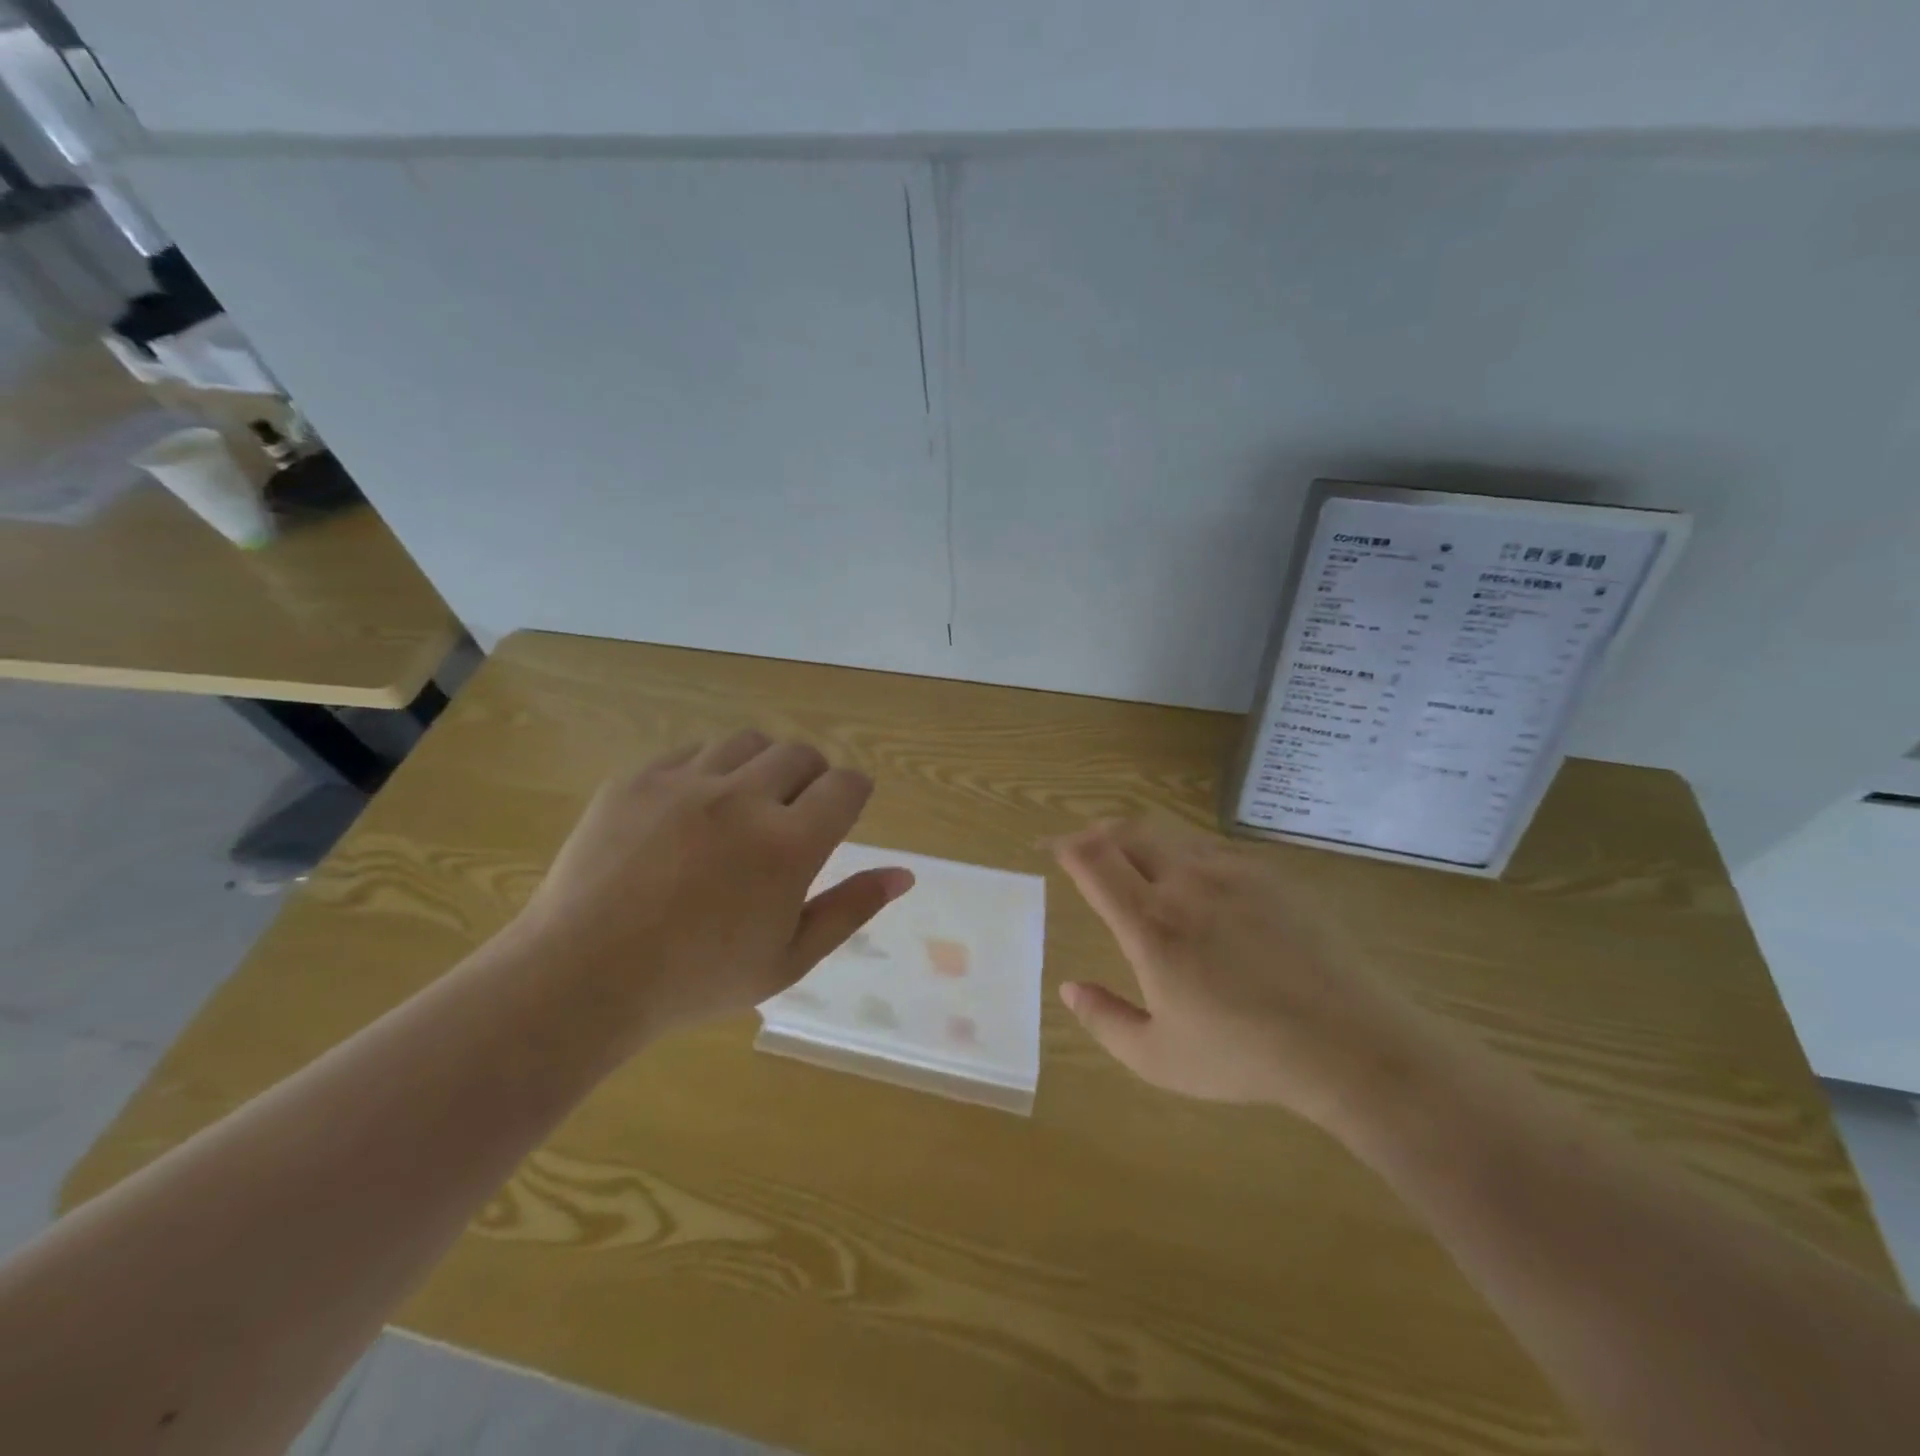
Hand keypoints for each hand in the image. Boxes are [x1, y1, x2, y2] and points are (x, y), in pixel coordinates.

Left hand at [510, 731, 913, 1053]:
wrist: (581, 977)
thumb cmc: (695, 980)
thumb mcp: (788, 959)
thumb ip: (850, 909)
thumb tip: (903, 874)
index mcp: (788, 844)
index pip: (846, 786)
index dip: (854, 793)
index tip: (845, 810)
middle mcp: (743, 798)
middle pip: (801, 754)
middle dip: (812, 778)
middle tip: (793, 816)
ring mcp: (686, 782)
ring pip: (748, 742)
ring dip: (762, 766)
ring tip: (745, 804)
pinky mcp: (639, 778)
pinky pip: (692, 751)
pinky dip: (709, 770)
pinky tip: (694, 809)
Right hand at [1053, 818, 1442, 1129]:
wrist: (1349, 1042)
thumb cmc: (1245, 1056)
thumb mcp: (1158, 1058)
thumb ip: (1103, 1020)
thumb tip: (1068, 987)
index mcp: (1151, 923)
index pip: (1093, 858)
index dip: (1065, 845)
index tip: (1052, 849)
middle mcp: (1186, 881)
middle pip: (1127, 830)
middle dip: (1097, 832)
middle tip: (1086, 850)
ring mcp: (1232, 871)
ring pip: (1170, 833)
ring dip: (1140, 839)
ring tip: (1134, 862)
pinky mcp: (1270, 873)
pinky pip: (1211, 846)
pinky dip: (1184, 852)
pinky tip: (1195, 883)